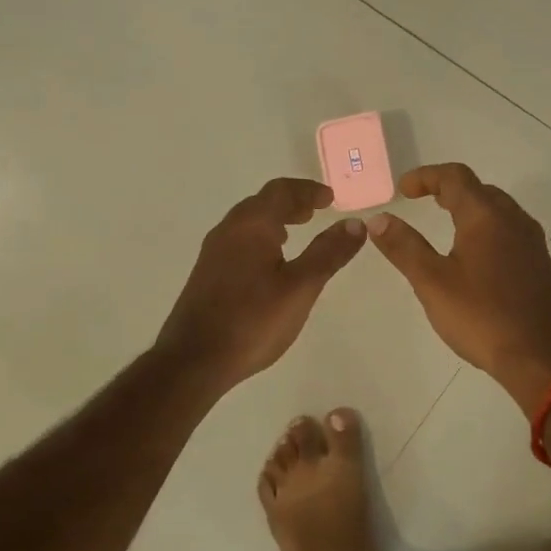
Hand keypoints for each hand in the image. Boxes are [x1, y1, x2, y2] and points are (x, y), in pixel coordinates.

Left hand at [156, 177, 365, 393]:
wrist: (194, 360)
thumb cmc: (252, 320)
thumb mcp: (301, 287)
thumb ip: (328, 253)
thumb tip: (355, 223)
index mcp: (251, 225)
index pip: (281, 191)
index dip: (308, 190)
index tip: (331, 199)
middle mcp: (228, 230)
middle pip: (262, 202)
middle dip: (291, 202)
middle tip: (316, 211)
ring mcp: (213, 252)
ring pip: (248, 222)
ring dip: (274, 219)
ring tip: (296, 232)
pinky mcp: (207, 273)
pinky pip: (238, 240)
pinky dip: (260, 237)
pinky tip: (270, 262)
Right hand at [367, 162, 550, 411]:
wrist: (544, 358)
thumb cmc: (483, 317)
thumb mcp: (433, 282)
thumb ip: (404, 247)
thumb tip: (378, 219)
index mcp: (486, 216)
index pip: (455, 177)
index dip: (425, 176)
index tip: (403, 190)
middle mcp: (514, 220)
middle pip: (479, 189)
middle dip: (448, 189)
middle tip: (422, 202)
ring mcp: (532, 242)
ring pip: (497, 210)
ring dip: (469, 208)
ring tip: (445, 225)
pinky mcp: (539, 265)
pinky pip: (508, 231)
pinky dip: (485, 229)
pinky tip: (474, 256)